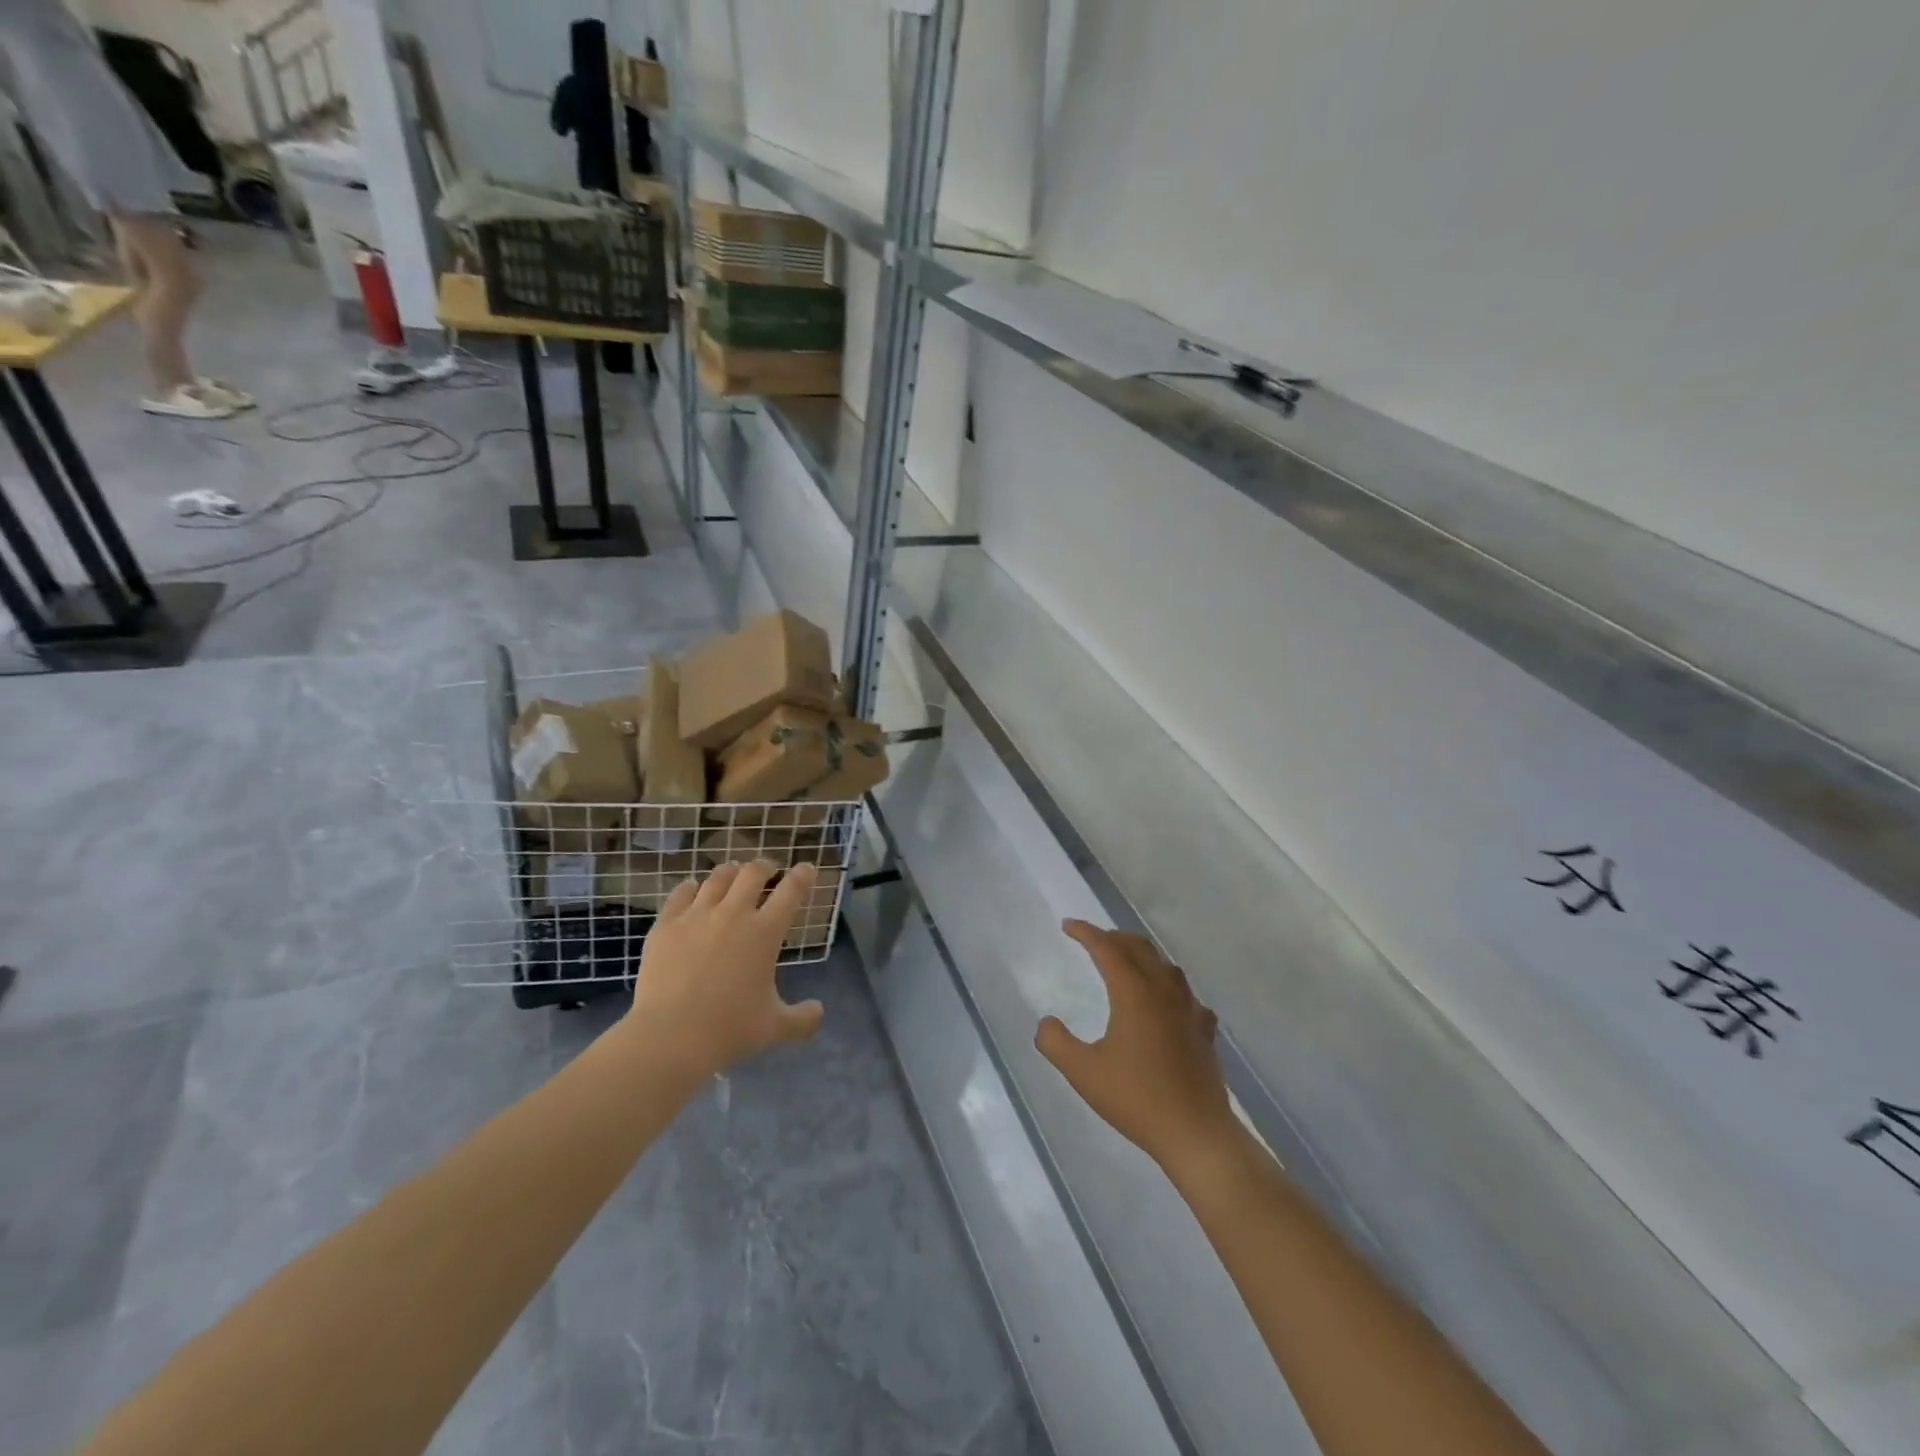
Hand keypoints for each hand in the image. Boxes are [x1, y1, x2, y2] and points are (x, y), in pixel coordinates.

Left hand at [625, 861, 824, 1079]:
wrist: (670, 1036)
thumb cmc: (729, 1029)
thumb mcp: (774, 1027)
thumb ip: (802, 1019)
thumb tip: (819, 1012)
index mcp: (765, 932)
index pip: (791, 891)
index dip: (802, 875)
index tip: (806, 868)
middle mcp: (734, 914)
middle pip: (753, 873)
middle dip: (764, 866)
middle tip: (768, 870)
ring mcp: (697, 916)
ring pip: (718, 877)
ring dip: (730, 872)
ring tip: (732, 874)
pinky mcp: (667, 925)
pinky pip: (681, 893)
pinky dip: (691, 887)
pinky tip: (693, 889)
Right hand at [1037, 921, 1240, 1179]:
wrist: (1195, 1133)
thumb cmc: (1136, 1099)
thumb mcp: (1083, 1072)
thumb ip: (1056, 1043)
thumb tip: (1046, 1023)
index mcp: (1134, 993)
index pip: (1107, 949)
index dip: (1086, 933)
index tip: (1068, 925)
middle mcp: (1163, 992)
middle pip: (1140, 948)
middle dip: (1114, 937)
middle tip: (1094, 939)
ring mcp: (1189, 1011)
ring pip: (1167, 967)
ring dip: (1144, 956)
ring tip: (1128, 962)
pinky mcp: (1204, 1032)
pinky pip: (1187, 997)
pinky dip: (1171, 988)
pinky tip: (1169, 1004)